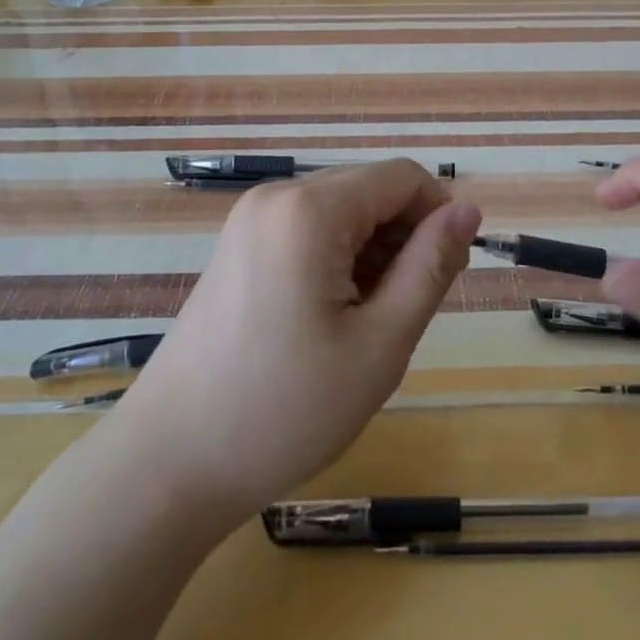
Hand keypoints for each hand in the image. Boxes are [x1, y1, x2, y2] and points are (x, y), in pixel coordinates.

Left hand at [112, 160, 480, 522]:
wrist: (170, 461)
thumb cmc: (285, 409)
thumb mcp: (380, 342)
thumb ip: (430, 266)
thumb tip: (468, 210)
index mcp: (309, 209)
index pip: (402, 177)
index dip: (440, 217)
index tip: (450, 276)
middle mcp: (276, 197)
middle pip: (369, 191)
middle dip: (404, 238)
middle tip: (406, 313)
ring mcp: (250, 221)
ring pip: (341, 213)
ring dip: (372, 254)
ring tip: (366, 325)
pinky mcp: (238, 246)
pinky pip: (308, 232)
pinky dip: (337, 262)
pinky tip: (332, 318)